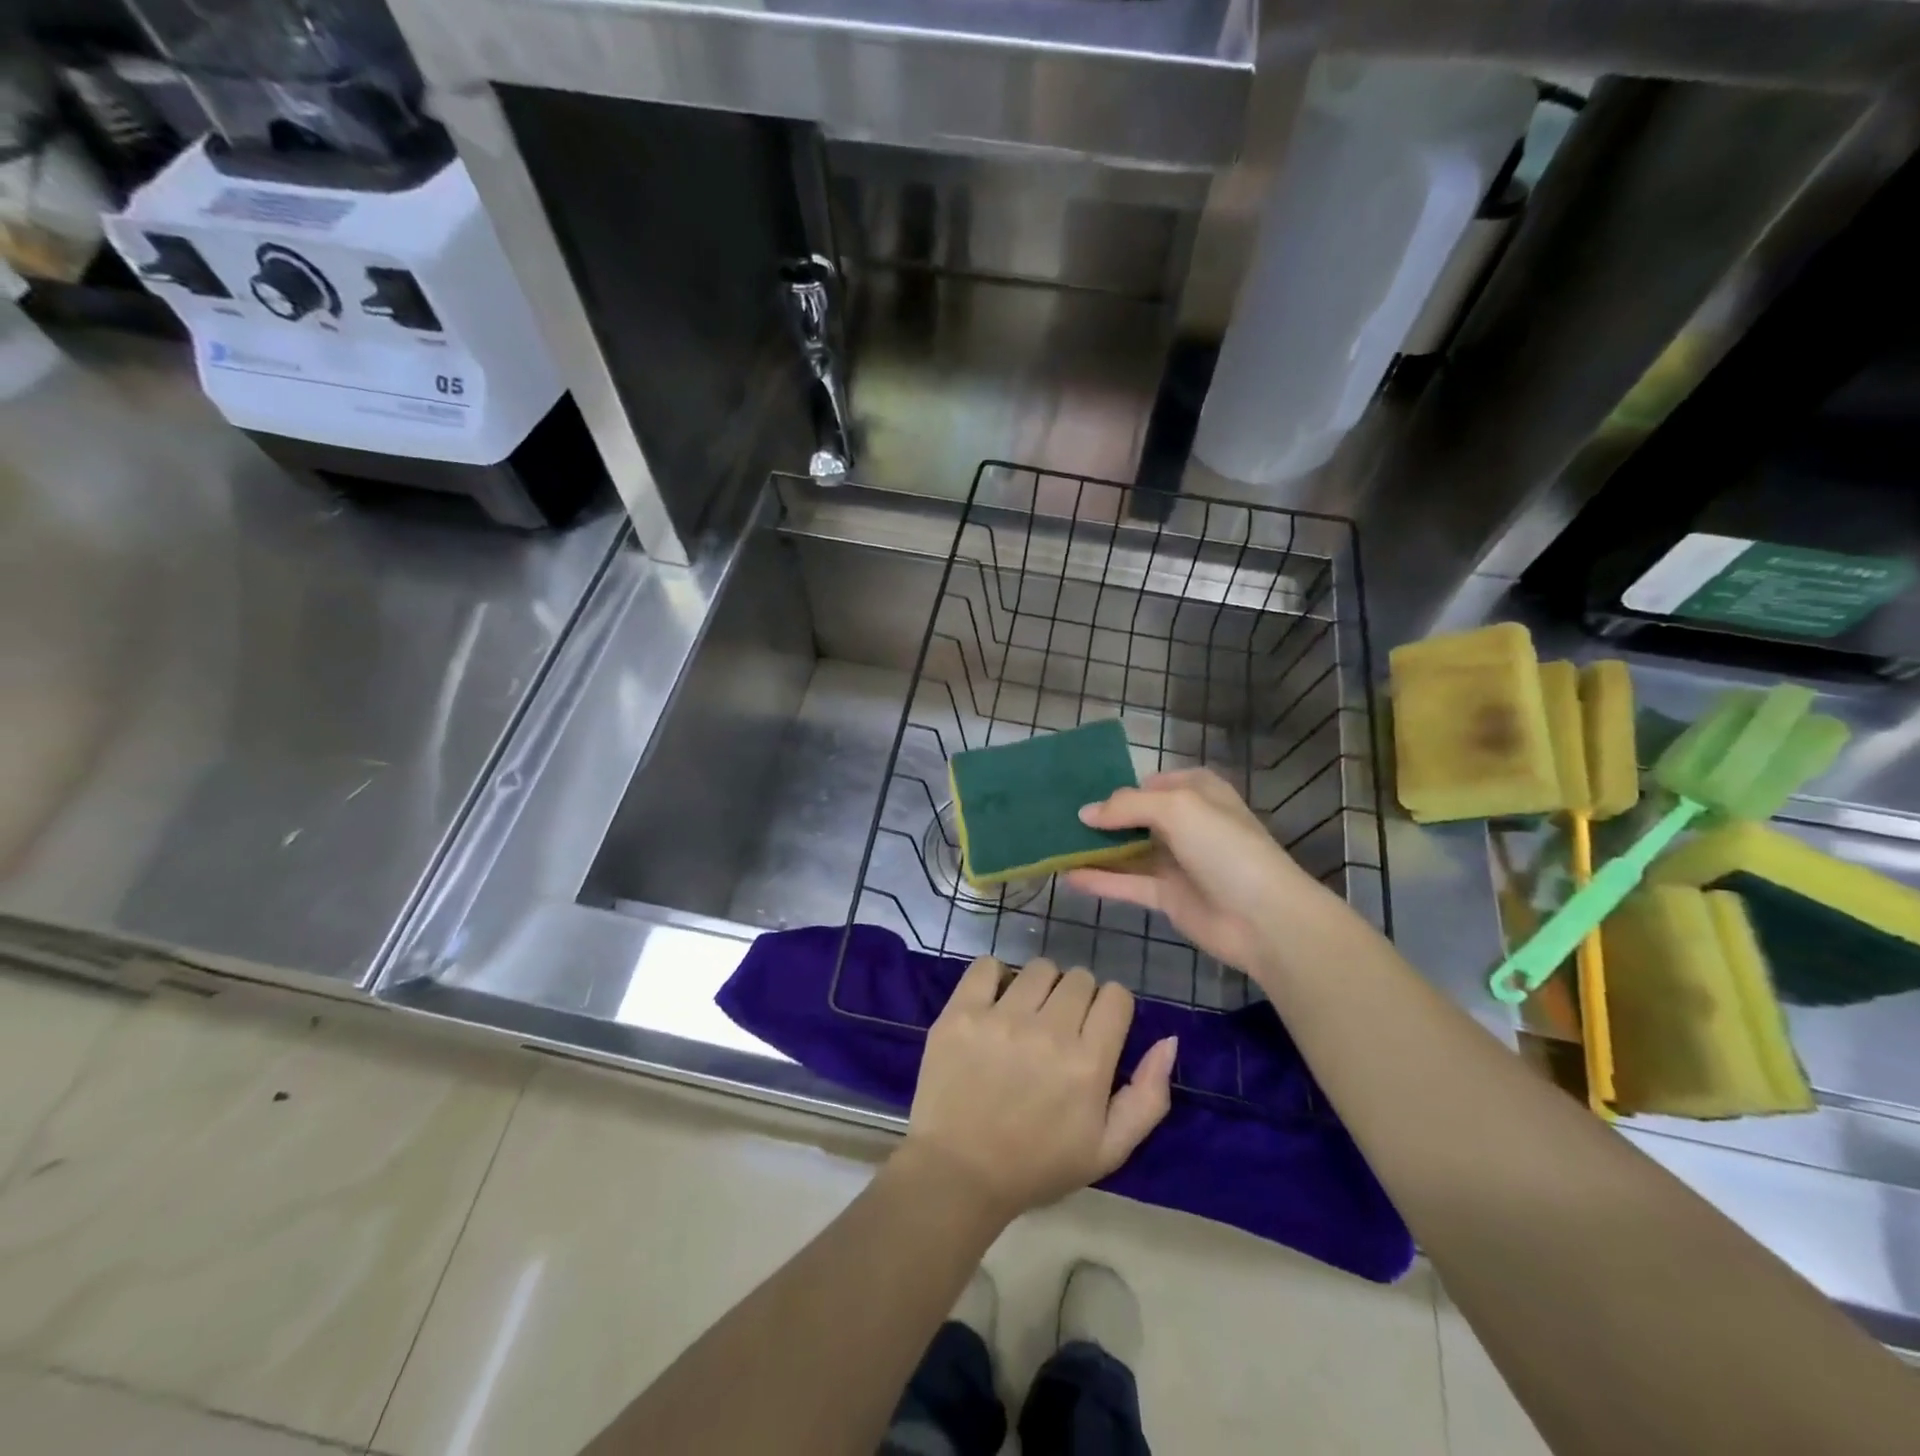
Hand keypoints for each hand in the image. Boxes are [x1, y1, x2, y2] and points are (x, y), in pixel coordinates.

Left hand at [902, 956, 1176, 1222]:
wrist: (958, 1174)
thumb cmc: (1037, 1165)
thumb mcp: (1108, 1150)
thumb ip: (1148, 1096)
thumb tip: (1169, 1040)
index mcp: (1087, 1064)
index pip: (1116, 996)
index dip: (1110, 1009)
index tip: (1094, 1030)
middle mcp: (1047, 1032)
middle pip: (1079, 977)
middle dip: (1077, 998)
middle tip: (1059, 1028)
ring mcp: (1000, 1018)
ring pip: (1038, 968)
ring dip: (1039, 986)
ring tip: (1026, 1016)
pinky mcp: (961, 1012)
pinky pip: (987, 965)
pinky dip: (995, 977)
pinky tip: (994, 1003)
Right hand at [1068, 767, 1340, 981]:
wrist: (1264, 918)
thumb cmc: (1224, 847)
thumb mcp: (1177, 808)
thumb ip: (1126, 806)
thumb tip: (1085, 813)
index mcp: (1197, 792)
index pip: (1151, 783)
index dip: (1119, 788)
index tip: (1080, 793)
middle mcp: (1186, 823)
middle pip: (1136, 817)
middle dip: (1101, 818)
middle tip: (1058, 818)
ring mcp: (1177, 862)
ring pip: (1129, 851)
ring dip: (1096, 849)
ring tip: (1054, 844)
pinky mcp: (1168, 896)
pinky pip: (1127, 883)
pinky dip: (1100, 879)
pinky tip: (1068, 875)